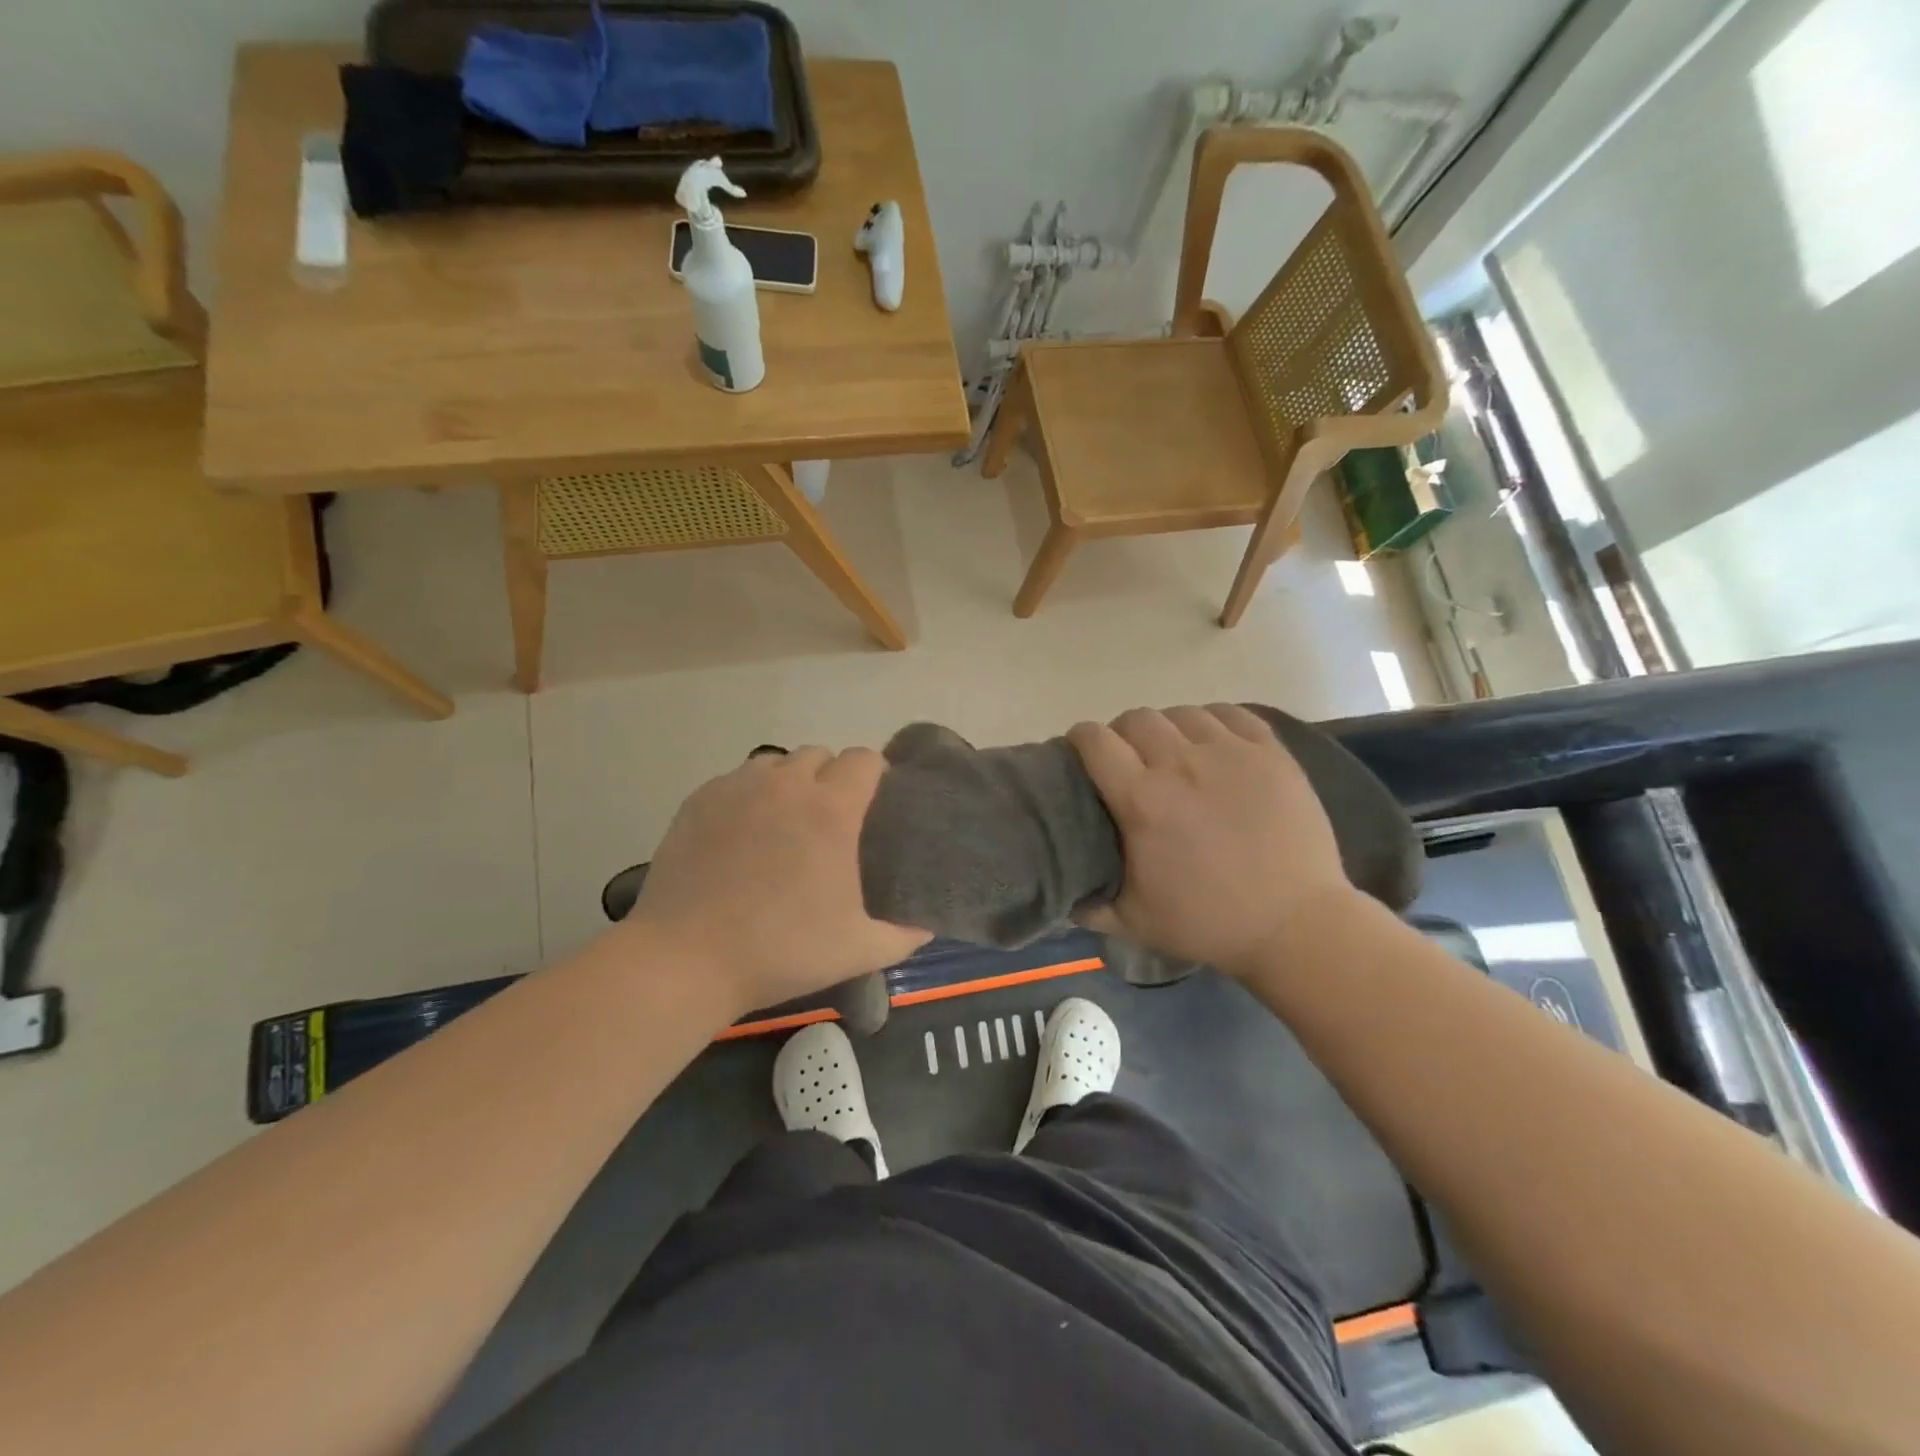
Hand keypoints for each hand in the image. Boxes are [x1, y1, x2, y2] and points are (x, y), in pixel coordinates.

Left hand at [625, 747, 930, 1015]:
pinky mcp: (699, 800)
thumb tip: (929, 924)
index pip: (864, 759)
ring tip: (784, 824)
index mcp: (831, 808)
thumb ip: (905, 934)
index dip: (875, 776)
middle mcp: (786, 784)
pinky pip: (736, 780)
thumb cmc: (782, 950)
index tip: (874, 806)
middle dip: (831, 779)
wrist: (686, 960)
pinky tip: (742, 836)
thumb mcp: (858, 950)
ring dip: (789, 783)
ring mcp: (737, 788)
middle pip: (820, 755)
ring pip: (775, 763)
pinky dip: (748, 796)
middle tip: (829, 823)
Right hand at [1068, 705, 1357, 973]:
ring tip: (1175, 754)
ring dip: (1168, 729)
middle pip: (1136, 719)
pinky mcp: (1270, 752)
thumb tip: (1064, 893)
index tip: (1083, 755)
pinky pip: (1230, 713)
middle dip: (1123, 735)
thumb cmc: (1209, 922)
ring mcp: (1230, 752)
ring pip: (1182, 713)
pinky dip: (1212, 722)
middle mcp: (1180, 763)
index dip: (1081, 740)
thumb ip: (1088, 906)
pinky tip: (1214, 744)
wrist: (1295, 924)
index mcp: (1141, 800)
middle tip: (1131, 762)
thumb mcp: (1133, 922)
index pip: (1095, 741)